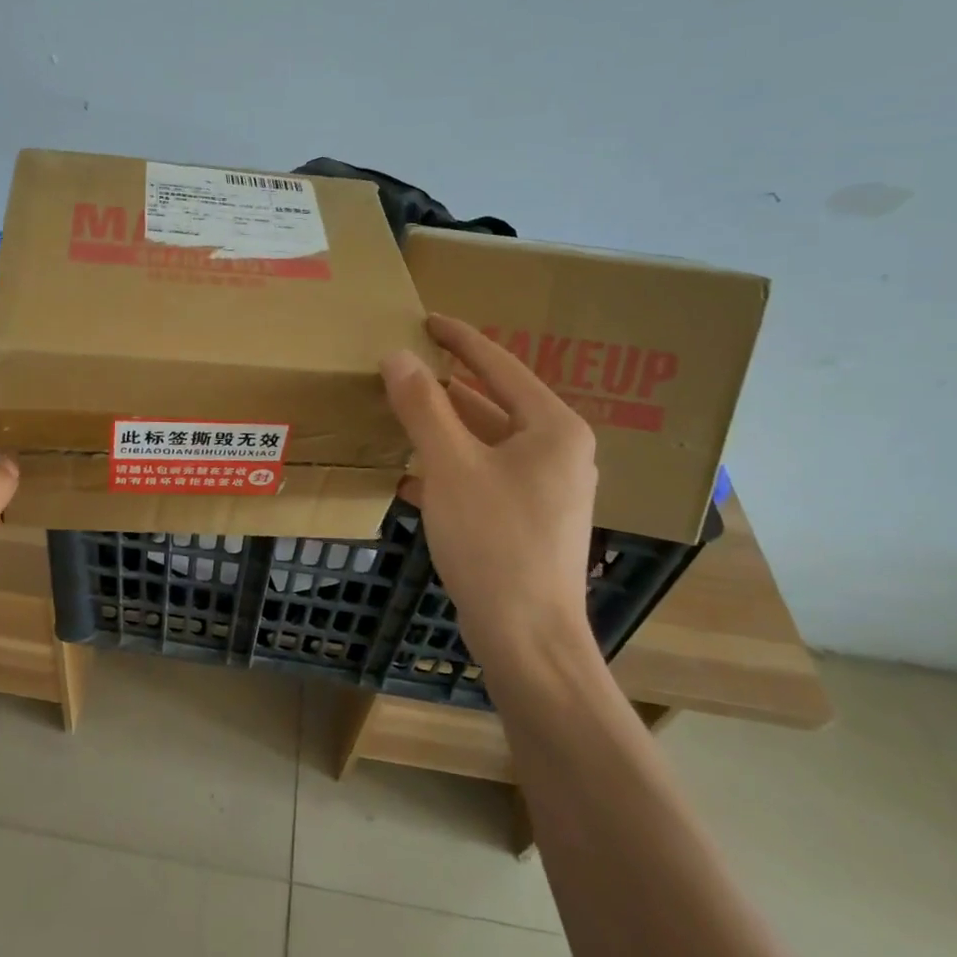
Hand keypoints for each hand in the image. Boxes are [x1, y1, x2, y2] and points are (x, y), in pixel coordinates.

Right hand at [380, 313, 600, 677]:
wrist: (528, 637)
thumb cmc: (494, 542)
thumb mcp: (451, 466)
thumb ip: (423, 406)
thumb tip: (397, 357)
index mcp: (553, 428)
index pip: (500, 365)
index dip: (460, 339)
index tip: (426, 319)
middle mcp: (559, 451)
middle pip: (494, 403)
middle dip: (446, 387)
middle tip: (403, 367)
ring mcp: (547, 489)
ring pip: (487, 443)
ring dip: (444, 429)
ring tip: (400, 414)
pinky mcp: (529, 520)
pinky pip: (485, 476)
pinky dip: (450, 468)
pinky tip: (409, 476)